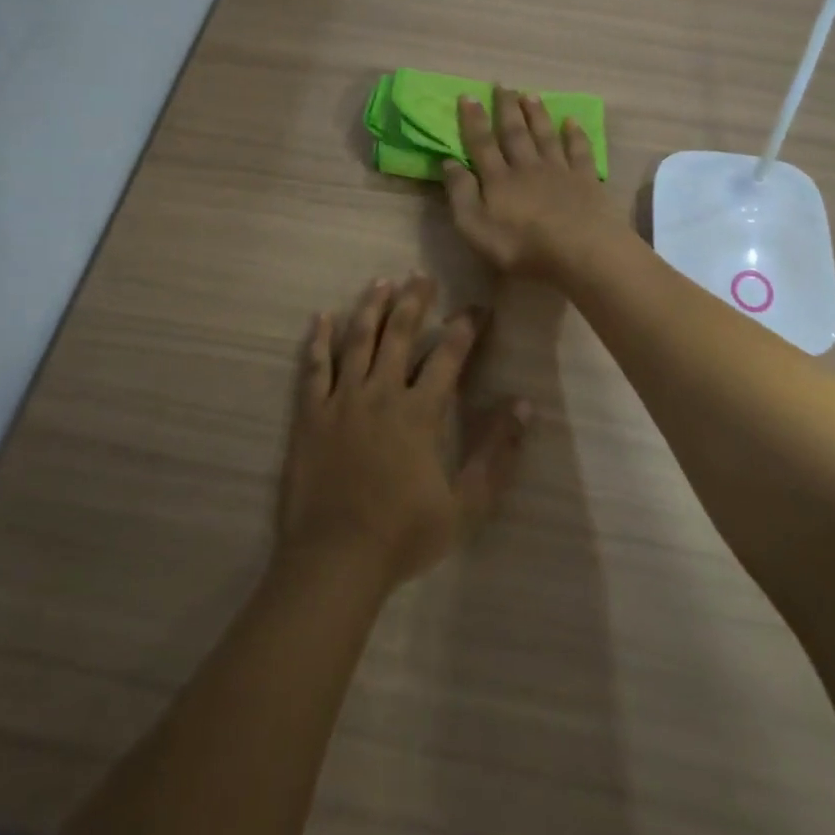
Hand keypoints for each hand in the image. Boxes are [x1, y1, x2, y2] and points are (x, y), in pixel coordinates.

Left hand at [278, 274, 531, 589]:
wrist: (336, 559)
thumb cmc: (404, 534)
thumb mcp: (466, 504)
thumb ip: (496, 454)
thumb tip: (524, 406)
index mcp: (420, 412)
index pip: (449, 356)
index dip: (465, 327)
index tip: (477, 307)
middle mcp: (381, 393)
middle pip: (400, 334)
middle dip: (414, 301)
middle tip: (422, 275)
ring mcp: (341, 400)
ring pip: (358, 340)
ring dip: (371, 308)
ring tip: (381, 281)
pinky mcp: (310, 414)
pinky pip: (314, 367)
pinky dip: (318, 340)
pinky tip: (322, 317)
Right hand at [442, 88, 622, 278]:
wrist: (580, 251)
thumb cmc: (521, 246)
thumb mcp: (475, 227)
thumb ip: (461, 194)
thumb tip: (448, 162)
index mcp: (498, 179)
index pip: (482, 143)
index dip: (473, 120)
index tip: (468, 96)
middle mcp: (527, 167)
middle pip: (515, 133)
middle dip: (506, 108)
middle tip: (502, 85)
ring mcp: (559, 171)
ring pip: (545, 135)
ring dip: (536, 114)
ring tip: (530, 94)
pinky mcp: (586, 180)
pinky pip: (579, 151)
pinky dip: (575, 134)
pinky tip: (571, 122)